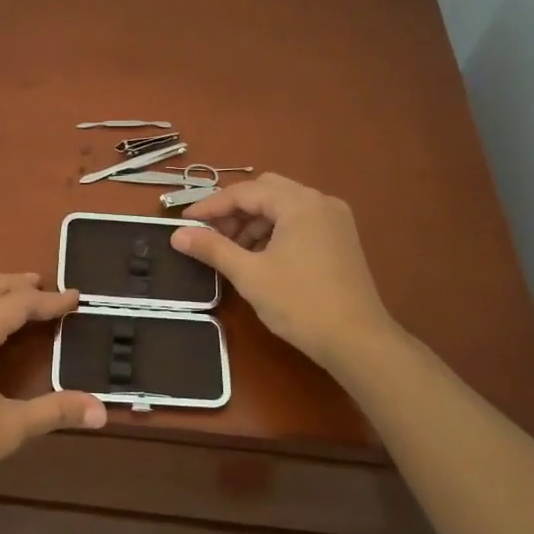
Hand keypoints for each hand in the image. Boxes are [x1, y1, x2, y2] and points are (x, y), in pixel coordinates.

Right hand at [171, 174, 404, 371]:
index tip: (185, 223)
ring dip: (254, 222)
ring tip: (232, 251)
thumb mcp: (249, 274)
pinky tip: (260, 257)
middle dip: (234, 211)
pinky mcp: (341, 239)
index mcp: (299, 203)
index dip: (210, 206)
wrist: (357, 341)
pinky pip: (299, 221)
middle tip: (211, 235)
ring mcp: (335, 219)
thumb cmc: (300, 303)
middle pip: (266, 191)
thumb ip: (212, 248)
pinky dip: (275, 231)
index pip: (245, 192)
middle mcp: (320, 201)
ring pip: (283, 206)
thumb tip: (177, 235)